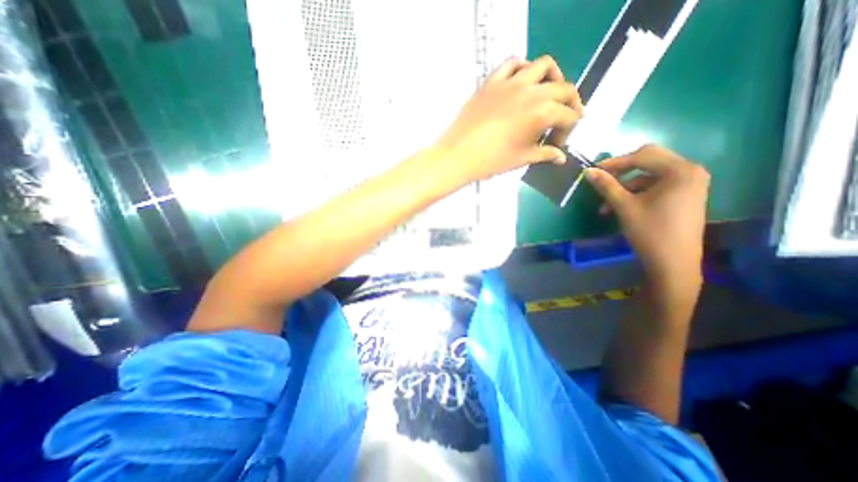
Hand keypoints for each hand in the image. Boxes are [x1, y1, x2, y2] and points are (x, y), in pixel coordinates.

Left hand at [437, 55, 582, 182]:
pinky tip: (522, 82)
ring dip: (553, 78)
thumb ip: (544, 154)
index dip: (566, 131)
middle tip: (563, 119)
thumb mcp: (521, 159)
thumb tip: (560, 158)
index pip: (567, 116)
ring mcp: (510, 82)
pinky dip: (523, 68)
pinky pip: (512, 63)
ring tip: (548, 94)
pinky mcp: (492, 81)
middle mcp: (531, 91)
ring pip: (543, 66)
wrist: (458, 156)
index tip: (556, 144)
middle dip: (569, 104)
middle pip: (563, 89)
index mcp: (541, 112)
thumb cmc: (491, 161)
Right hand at [590, 146, 709, 299]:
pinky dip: (637, 193)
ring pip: (650, 175)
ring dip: (626, 186)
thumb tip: (588, 171)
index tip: (594, 170)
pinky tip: (621, 206)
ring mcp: (690, 184)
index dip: (615, 161)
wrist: (673, 263)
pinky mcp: (685, 195)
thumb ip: (606, 185)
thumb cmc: (649, 231)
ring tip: (606, 205)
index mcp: (680, 170)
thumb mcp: (624, 206)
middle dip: (621, 172)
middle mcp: (690, 171)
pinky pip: (657, 186)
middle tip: (602, 181)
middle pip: (649, 161)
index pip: (643, 155)